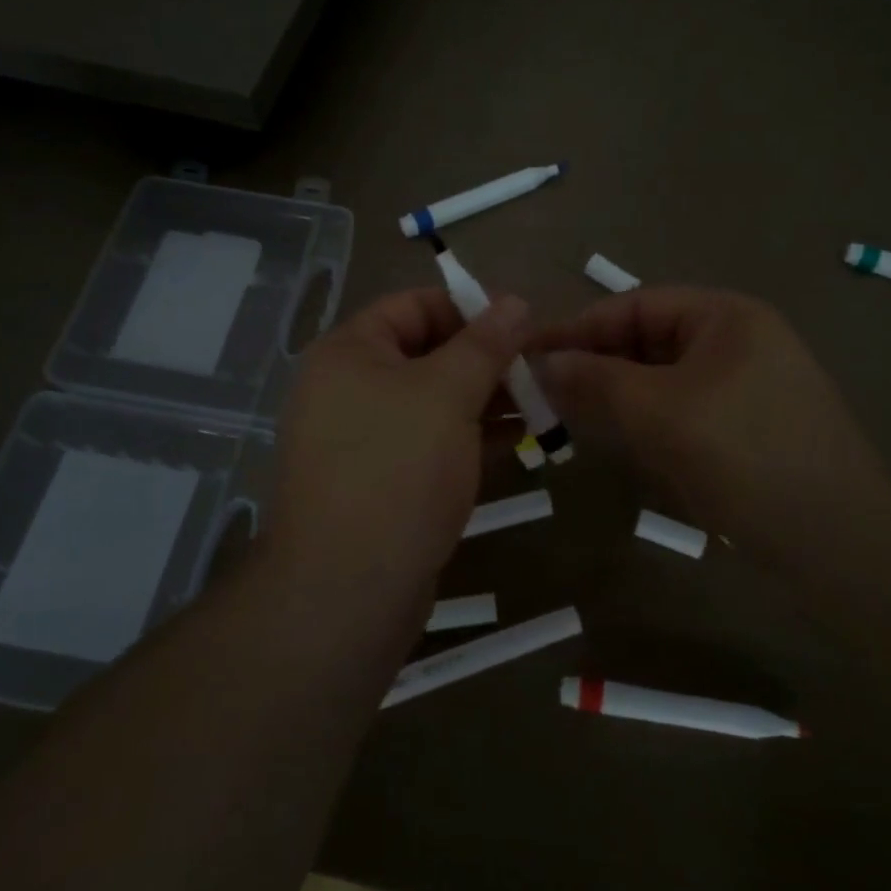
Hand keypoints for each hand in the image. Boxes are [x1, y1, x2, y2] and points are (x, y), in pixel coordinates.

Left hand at [266, 288, 527, 599]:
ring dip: (486, 399)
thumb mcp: (447, 394)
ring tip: (542, 403)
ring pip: (433, 403)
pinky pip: (430, 444)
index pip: (414, 306)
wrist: (348, 590)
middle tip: (541, 368)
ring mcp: (363, 440)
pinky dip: (471, 437)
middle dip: (486, 359)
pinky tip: (519, 441)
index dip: (471, 307)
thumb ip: (485, 344)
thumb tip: (516, 300)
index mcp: (349, 353)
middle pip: (426, 354)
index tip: (524, 323)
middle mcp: (348, 389)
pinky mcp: (381, 482)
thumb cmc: (397, 470)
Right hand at [533, 288, 890, 552]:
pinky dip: (648, 419)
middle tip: (544, 392)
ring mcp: (748, 386)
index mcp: (726, 316)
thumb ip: (595, 381)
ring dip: (618, 394)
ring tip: (571, 416)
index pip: (636, 304)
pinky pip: (684, 409)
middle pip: (649, 339)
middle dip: (597, 363)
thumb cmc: (744, 456)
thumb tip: (541, 363)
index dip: (580, 327)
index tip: (529, 354)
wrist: (837, 541)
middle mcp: (739, 340)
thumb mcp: (658, 412)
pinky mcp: (749, 428)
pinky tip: (622, 442)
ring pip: (664, 378)